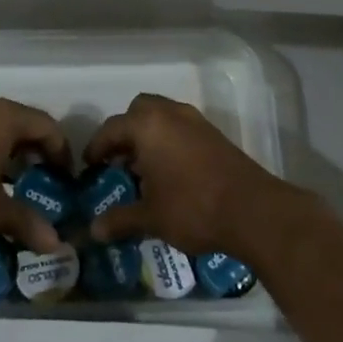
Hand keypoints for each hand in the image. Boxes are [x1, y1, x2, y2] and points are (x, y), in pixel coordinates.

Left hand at [0, 93, 69, 254]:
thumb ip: (25, 222)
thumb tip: (56, 245)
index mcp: (0, 116)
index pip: (45, 125)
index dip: (60, 150)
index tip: (65, 176)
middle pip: (17, 121)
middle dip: (31, 149)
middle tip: (39, 178)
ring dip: (2, 147)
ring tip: (6, 178)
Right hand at [84, 93, 302, 262]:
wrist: (252, 210)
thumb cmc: (192, 207)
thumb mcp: (150, 217)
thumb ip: (120, 219)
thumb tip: (93, 230)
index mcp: (148, 125)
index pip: (112, 128)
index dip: (97, 147)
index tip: (90, 167)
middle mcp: (170, 114)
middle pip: (139, 111)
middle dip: (125, 132)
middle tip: (118, 161)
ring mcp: (196, 121)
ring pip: (163, 117)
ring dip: (149, 136)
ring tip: (142, 170)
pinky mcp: (214, 135)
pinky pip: (181, 128)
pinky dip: (169, 142)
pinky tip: (169, 173)